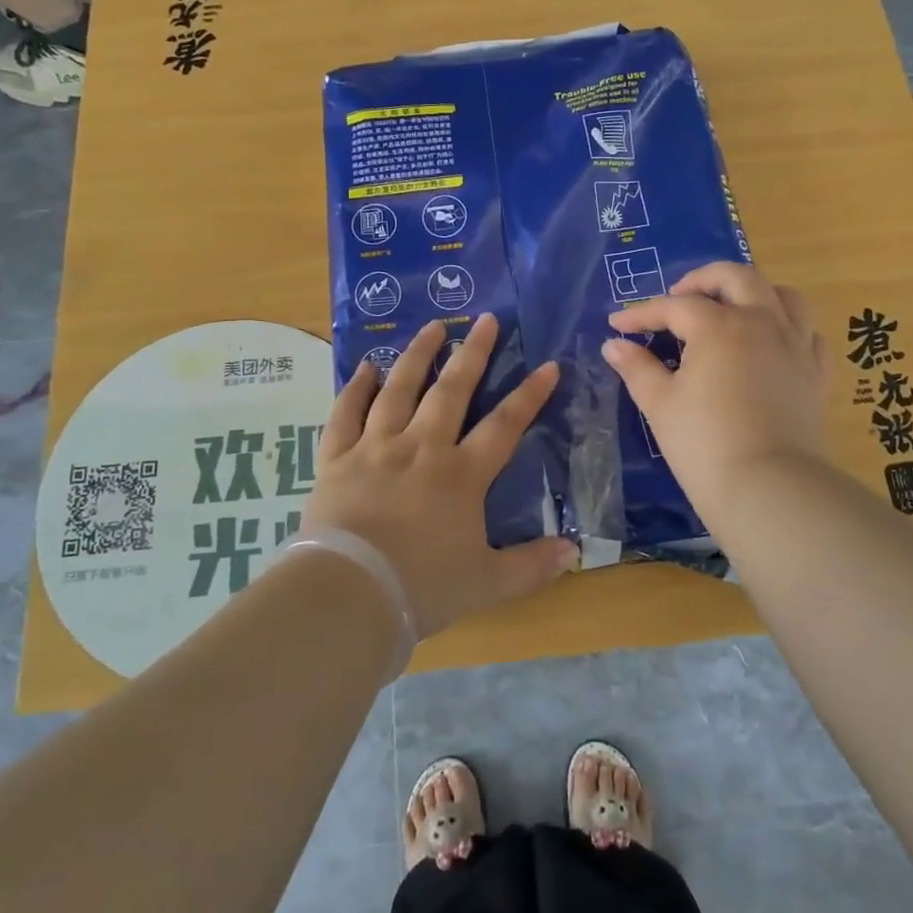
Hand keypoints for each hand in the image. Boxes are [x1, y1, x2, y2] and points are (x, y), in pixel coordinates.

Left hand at [299, 315, 576, 637]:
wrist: (348, 594)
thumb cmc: (421, 588)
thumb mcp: (487, 583)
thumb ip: (531, 566)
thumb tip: (575, 552)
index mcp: (461, 475)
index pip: (505, 425)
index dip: (530, 395)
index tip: (548, 365)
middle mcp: (421, 448)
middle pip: (452, 391)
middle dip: (473, 353)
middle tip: (486, 319)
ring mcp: (375, 448)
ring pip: (399, 390)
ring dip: (417, 355)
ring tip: (432, 326)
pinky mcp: (337, 458)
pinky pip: (346, 413)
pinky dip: (355, 388)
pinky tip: (366, 366)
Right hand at [604, 262, 830, 518]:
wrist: (769, 487)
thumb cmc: (704, 443)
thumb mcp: (660, 403)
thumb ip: (637, 368)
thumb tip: (614, 345)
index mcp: (719, 326)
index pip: (675, 307)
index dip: (642, 313)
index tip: (617, 323)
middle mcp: (762, 322)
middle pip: (736, 278)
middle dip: (702, 279)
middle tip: (678, 297)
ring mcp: (796, 344)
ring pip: (782, 295)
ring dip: (752, 291)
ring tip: (731, 307)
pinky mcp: (816, 372)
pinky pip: (807, 332)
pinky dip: (787, 326)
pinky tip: (771, 341)